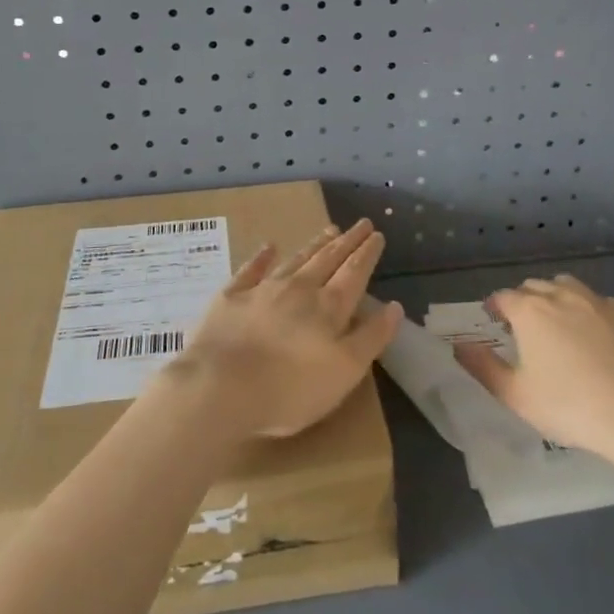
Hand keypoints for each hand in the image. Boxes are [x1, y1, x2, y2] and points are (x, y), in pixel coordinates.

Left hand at [175, 219, 402, 439]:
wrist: (220, 388)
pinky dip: (262, 257)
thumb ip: (371, 337)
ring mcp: (263, 290)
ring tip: (329, 230)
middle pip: (328, 260)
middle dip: (347, 242)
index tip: (377, 234)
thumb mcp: (344, 372)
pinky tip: (268, 246)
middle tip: (360, 224)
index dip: (367, 254)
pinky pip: (251, 270)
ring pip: (295, 260)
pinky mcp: (231, 298)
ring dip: (314, 245)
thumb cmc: (290, 390)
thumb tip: (394, 306)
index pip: (354, 273)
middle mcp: (299, 289)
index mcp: (328, 308)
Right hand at [454, 274, 613, 458]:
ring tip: (560, 325)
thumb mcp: (516, 396)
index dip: (495, 308)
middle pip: (535, 286)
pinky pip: (602, 303)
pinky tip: (598, 337)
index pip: (503, 297)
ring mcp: (599, 302)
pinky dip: (591, 311)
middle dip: (525, 301)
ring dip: (557, 298)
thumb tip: (458, 346)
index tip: (495, 323)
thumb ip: (482, 367)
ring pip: (568, 286)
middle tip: (526, 329)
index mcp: (530, 312)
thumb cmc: (570, 408)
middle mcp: (562, 296)